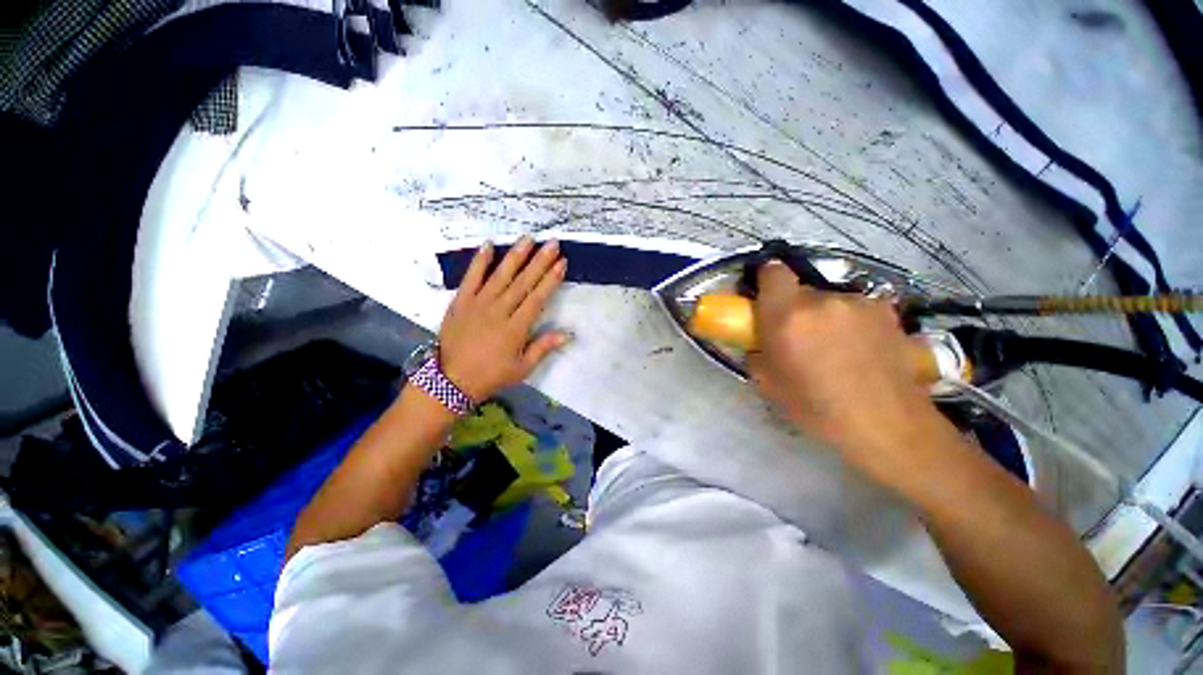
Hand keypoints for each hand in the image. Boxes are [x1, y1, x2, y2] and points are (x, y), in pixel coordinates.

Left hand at [438, 236, 568, 401]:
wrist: (450, 380)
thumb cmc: (491, 375)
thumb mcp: (522, 368)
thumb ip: (543, 347)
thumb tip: (567, 334)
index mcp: (516, 328)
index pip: (537, 298)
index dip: (551, 279)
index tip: (562, 263)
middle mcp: (499, 310)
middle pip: (522, 282)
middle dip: (539, 261)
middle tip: (552, 243)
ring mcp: (478, 303)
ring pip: (500, 275)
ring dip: (515, 256)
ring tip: (528, 239)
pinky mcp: (461, 301)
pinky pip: (471, 277)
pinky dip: (479, 261)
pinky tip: (488, 245)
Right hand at [747, 262, 944, 476]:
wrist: (886, 423)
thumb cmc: (816, 407)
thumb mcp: (768, 383)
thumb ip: (755, 351)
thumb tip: (757, 339)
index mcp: (787, 315)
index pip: (773, 271)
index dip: (766, 280)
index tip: (765, 298)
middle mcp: (822, 299)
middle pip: (800, 290)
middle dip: (794, 308)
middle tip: (799, 336)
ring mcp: (858, 302)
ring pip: (829, 300)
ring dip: (824, 316)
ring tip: (835, 348)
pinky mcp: (885, 311)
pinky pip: (855, 309)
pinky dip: (850, 322)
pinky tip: (861, 350)